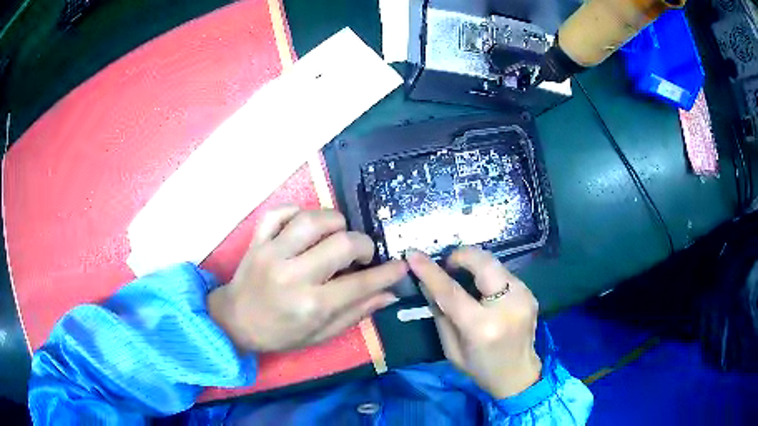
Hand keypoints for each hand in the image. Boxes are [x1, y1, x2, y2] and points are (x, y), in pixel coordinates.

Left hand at [208, 205, 406, 352]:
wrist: (235, 321)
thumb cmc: (280, 333)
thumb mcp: (321, 334)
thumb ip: (356, 313)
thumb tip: (389, 294)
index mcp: (311, 305)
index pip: (360, 283)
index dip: (387, 273)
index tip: (400, 265)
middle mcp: (293, 275)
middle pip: (341, 243)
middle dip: (363, 245)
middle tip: (363, 254)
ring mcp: (272, 253)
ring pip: (312, 219)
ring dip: (335, 222)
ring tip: (338, 235)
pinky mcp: (257, 240)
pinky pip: (280, 212)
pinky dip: (298, 212)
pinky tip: (307, 225)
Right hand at [407, 247, 541, 398]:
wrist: (518, 374)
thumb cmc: (480, 367)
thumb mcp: (451, 348)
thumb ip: (440, 314)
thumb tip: (426, 284)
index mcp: (482, 327)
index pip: (452, 292)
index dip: (430, 271)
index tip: (413, 255)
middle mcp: (507, 306)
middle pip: (483, 263)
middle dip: (460, 255)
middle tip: (447, 265)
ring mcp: (523, 297)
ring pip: (494, 263)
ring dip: (474, 264)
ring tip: (461, 275)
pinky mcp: (530, 293)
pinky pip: (503, 273)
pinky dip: (487, 274)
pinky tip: (481, 288)